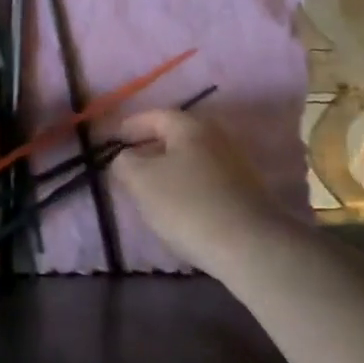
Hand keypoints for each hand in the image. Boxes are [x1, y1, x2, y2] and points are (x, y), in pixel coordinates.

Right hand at [112, 109, 285, 277]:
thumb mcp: (141, 181)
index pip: (155, 116)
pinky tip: (178, 206)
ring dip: (169, 168)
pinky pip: (207, 180)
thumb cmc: (188, 205)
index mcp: (191, 127)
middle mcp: (217, 137)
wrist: (251, 247)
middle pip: (176, 136)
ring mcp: (236, 165)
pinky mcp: (246, 192)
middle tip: (129, 164)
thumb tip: (125, 157)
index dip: (130, 125)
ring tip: (150, 189)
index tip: (112, 140)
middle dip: (150, 147)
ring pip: (192, 159)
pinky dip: (188, 185)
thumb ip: (124, 162)